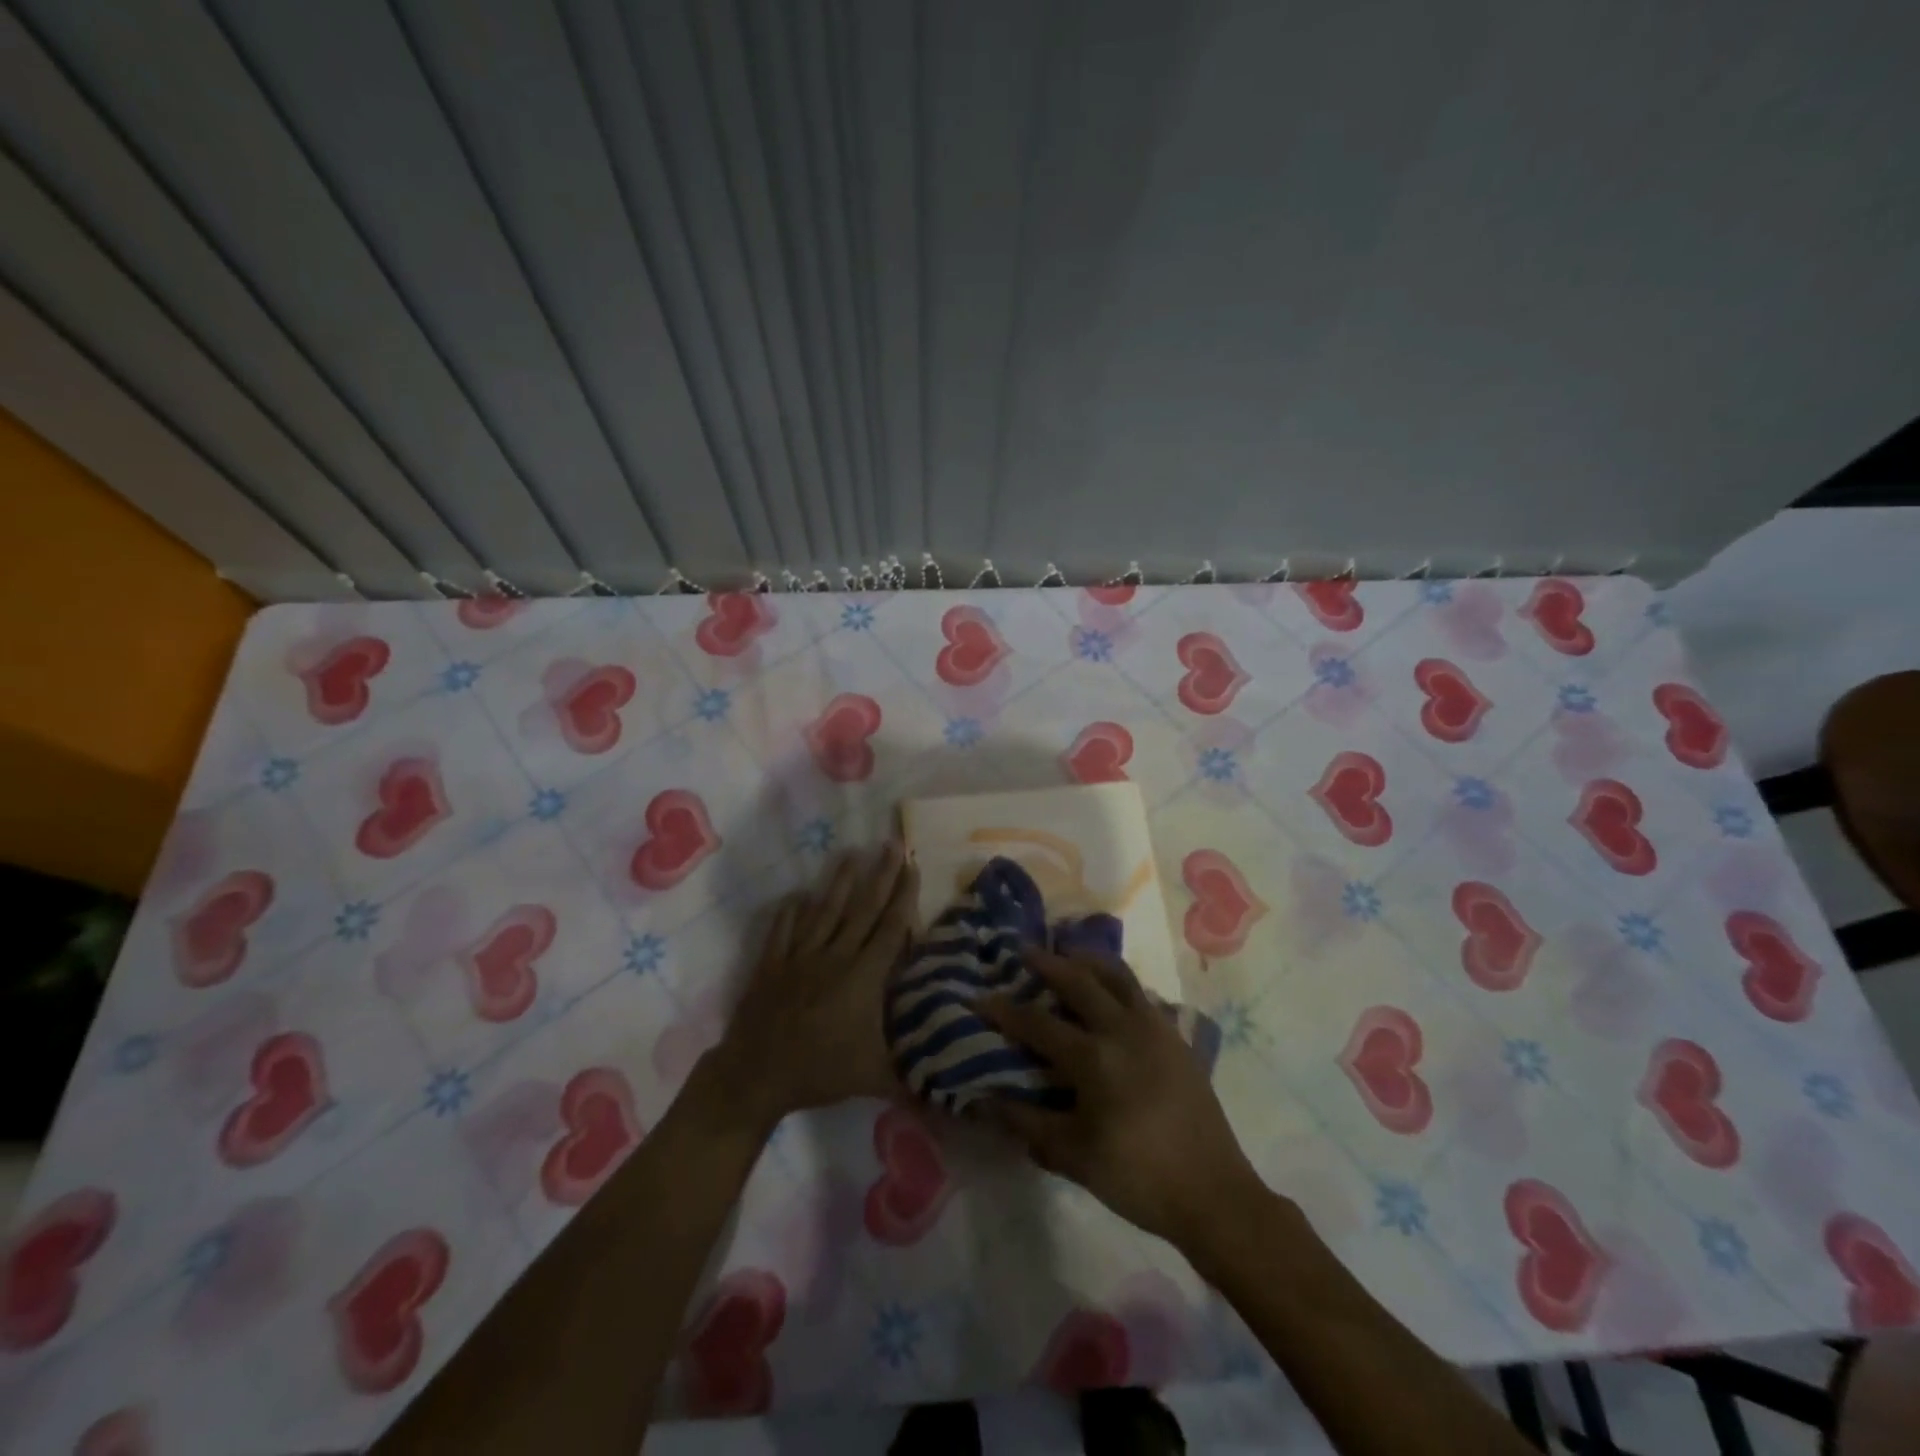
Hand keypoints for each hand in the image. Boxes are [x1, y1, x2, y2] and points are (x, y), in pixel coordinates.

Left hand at [708, 844, 917, 1132]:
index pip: (889, 927)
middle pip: (862, 908)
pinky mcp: (773, 962)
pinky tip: (797, 894)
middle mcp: (834, 956)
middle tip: (892, 845)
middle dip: (880, 875)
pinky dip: (791, 910)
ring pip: (824, 910)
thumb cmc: (819, 1072)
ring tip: (851, 852)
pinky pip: (784, 928)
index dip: (903, 896)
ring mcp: (800, 955)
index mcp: (863, 976)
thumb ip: (911, 1075)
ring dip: (839, 880)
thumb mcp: (873, 1077)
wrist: (755, 1075)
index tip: (913, 866)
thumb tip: (951, 1089)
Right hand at [980, 948, 1261, 1247]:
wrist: (1214, 1193)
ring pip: (1118, 976)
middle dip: (1048, 963)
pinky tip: (1112, 991)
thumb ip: (1027, 1123)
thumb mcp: (1073, 1156)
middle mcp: (1123, 1029)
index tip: (979, 996)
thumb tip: (985, 1100)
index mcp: (1094, 1058)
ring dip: (1089, 961)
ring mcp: (1155, 1028)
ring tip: (1070, 953)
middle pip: (1079, 981)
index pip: (1038, 1023)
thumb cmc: (1137, 1176)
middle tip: (1025, 951)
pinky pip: (1142, 994)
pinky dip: (1120, 982)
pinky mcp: (1176, 1037)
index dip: (1005, 1010)